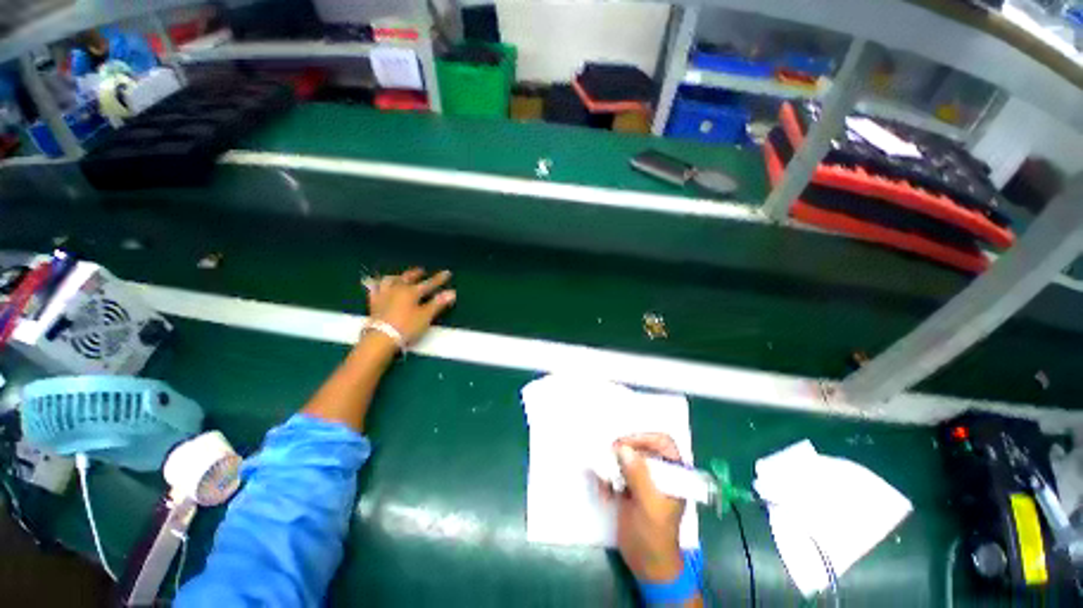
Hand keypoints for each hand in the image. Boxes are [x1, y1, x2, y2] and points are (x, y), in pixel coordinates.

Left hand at [363, 268, 456, 344]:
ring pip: (389, 281)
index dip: (439, 279)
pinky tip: (376, 285)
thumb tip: (452, 292)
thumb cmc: (407, 327)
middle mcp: (397, 289)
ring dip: (396, 277)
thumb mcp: (426, 316)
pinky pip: (373, 290)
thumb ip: (438, 303)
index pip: (429, 284)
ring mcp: (383, 295)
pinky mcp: (373, 303)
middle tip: (421, 270)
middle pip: (407, 278)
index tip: (447, 272)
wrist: (381, 338)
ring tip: (399, 277)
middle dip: (415, 274)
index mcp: (411, 292)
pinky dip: (376, 285)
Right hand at [601, 433, 685, 582]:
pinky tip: (604, 492)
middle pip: (641, 447)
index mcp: (673, 474)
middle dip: (623, 452)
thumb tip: (623, 449)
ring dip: (612, 466)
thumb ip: (638, 475)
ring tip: (605, 480)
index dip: (644, 438)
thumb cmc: (655, 536)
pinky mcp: (630, 487)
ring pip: (626, 459)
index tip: (623, 444)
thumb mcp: (648, 505)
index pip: (663, 443)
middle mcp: (659, 472)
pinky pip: (617, 472)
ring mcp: (644, 480)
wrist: (647, 564)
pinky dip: (608, 478)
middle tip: (608, 457)